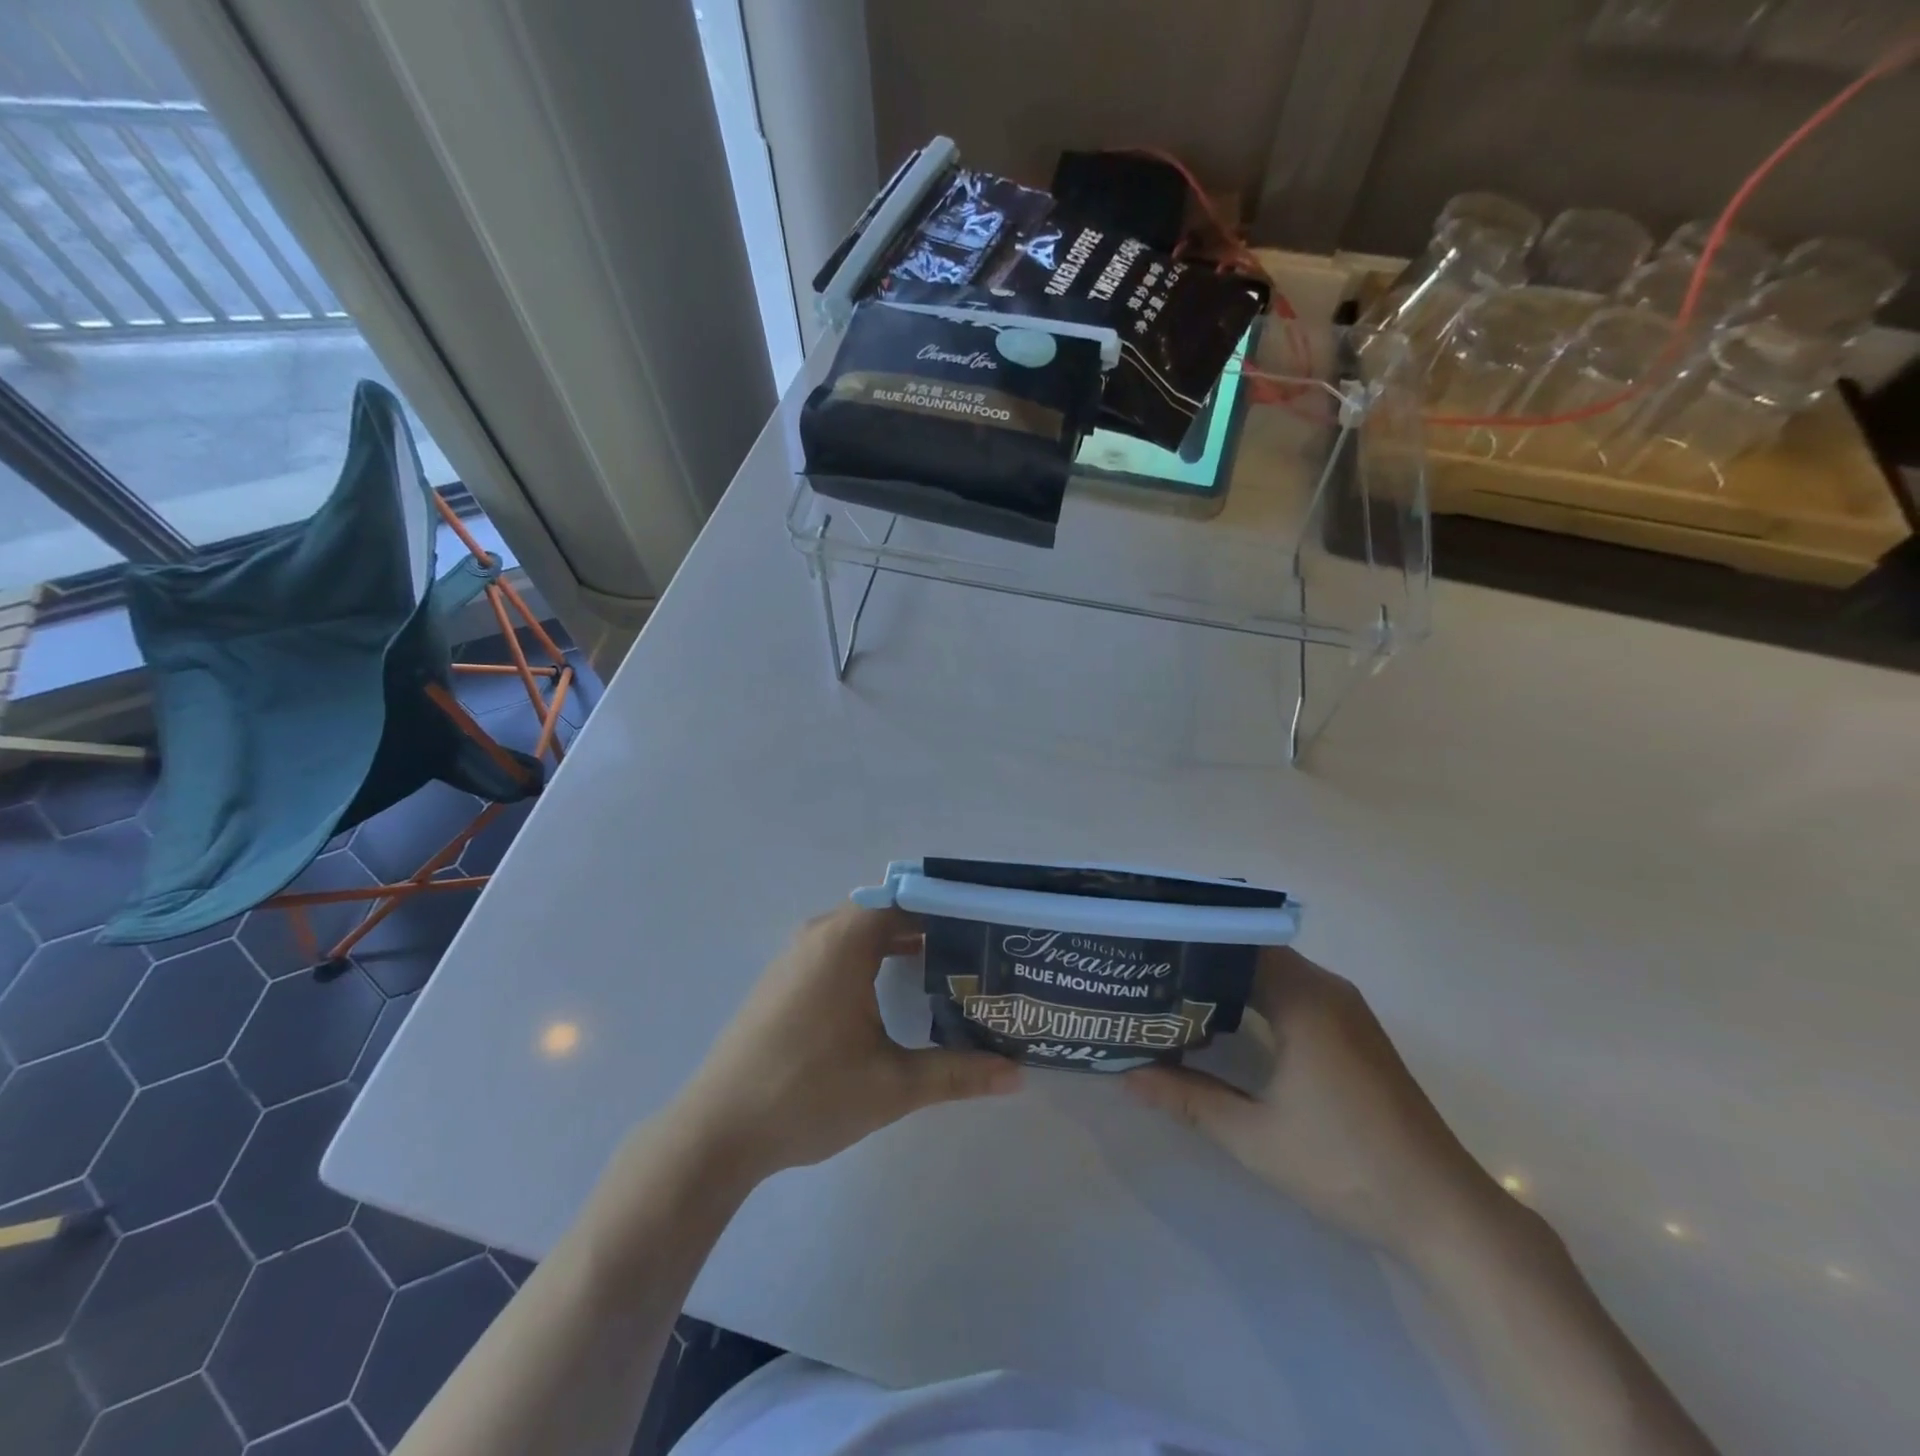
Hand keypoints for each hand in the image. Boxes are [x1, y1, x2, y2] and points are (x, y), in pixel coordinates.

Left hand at [668, 904, 1020, 1185]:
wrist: (717, 1131)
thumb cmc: (808, 1095)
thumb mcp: (892, 1085)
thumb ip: (957, 1074)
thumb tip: (1017, 1075)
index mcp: (845, 941)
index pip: (909, 901)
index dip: (950, 909)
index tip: (987, 928)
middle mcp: (819, 934)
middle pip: (886, 913)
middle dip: (931, 928)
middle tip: (976, 954)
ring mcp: (795, 956)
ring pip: (859, 932)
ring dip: (899, 944)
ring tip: (945, 971)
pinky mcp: (782, 980)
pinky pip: (837, 950)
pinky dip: (870, 958)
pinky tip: (890, 994)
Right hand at [1127, 948, 1499, 1258]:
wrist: (1445, 1212)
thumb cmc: (1347, 1166)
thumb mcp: (1255, 1137)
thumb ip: (1189, 1099)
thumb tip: (1128, 1075)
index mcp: (1305, 1000)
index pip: (1238, 943)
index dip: (1192, 942)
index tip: (1149, 950)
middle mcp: (1328, 990)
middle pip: (1254, 953)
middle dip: (1204, 960)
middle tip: (1151, 972)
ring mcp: (1346, 1011)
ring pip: (1276, 973)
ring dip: (1231, 979)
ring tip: (1175, 992)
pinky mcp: (1355, 1034)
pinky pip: (1295, 993)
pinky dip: (1258, 997)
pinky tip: (1228, 1022)